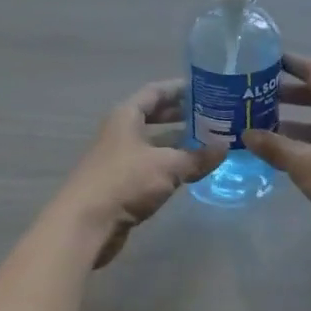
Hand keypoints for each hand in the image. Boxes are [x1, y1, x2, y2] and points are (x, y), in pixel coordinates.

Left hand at [58, 81, 226, 268]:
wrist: (86, 223)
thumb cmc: (125, 181)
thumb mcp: (167, 166)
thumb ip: (197, 157)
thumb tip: (225, 148)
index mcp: (126, 116)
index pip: (155, 92)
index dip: (179, 88)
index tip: (205, 87)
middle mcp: (121, 132)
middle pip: (153, 116)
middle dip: (181, 115)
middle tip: (212, 115)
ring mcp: (119, 158)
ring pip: (153, 142)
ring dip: (177, 141)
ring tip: (208, 141)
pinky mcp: (121, 182)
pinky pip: (151, 165)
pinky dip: (170, 163)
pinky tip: (190, 169)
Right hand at [245, 54, 310, 255]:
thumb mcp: (305, 164)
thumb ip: (275, 148)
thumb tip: (247, 133)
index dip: (290, 63)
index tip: (264, 61)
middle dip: (286, 95)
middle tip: (255, 99)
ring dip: (294, 122)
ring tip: (262, 128)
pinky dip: (306, 143)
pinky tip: (286, 157)